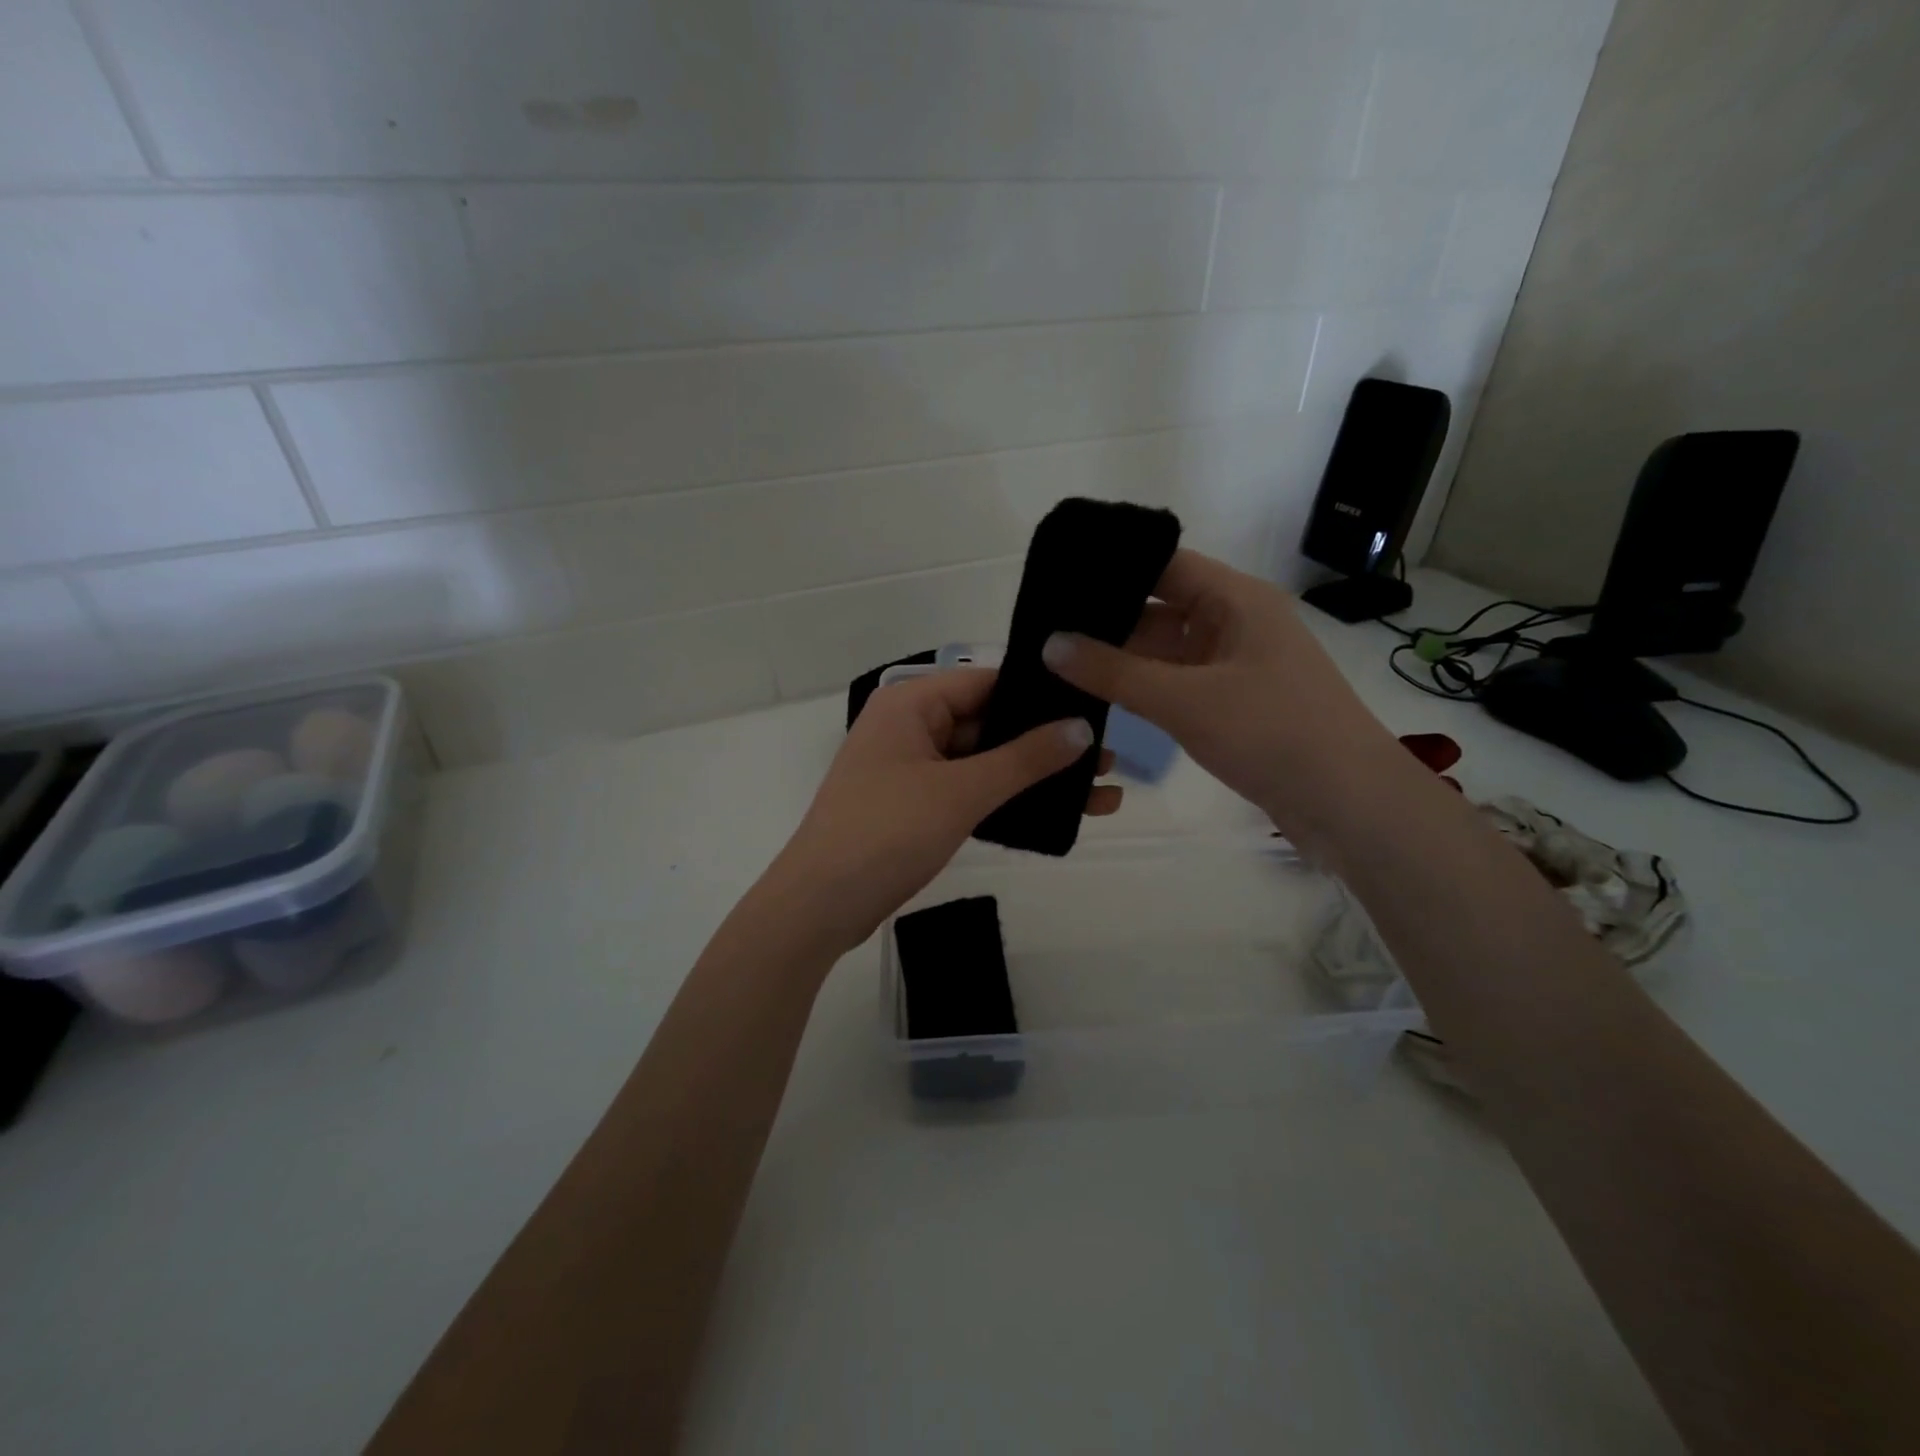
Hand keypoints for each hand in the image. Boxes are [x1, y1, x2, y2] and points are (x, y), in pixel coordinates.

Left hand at [762, 669, 1120, 954]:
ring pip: (984, 762)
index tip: (1097, 708)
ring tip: (1100, 792)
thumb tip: (1083, 729)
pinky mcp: (915, 806)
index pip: (988, 683)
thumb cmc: (886, 832)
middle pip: (989, 724)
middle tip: (1110, 757)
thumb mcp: (961, 791)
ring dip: (1033, 777)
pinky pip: (969, 791)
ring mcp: (911, 768)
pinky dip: (1006, 801)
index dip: (1041, 696)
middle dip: (1046, 744)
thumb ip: (1025, 759)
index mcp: (911, 703)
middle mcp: (910, 726)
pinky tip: (1053, 816)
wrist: (819, 906)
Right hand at [1040, 549, 1403, 847]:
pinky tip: (1097, 695)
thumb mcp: (1185, 700)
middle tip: (1042, 629)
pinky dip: (1141, 688)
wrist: (1350, 805)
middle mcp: (1235, 623)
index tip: (1055, 578)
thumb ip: (1114, 672)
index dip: (1111, 566)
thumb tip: (1048, 644)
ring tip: (1056, 662)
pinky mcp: (1232, 704)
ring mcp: (1234, 666)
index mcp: (1236, 600)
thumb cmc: (1273, 734)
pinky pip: (1175, 684)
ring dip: (1120, 659)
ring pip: (1164, 651)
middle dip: (1106, 620)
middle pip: (1159, 608)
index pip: (1164, 564)